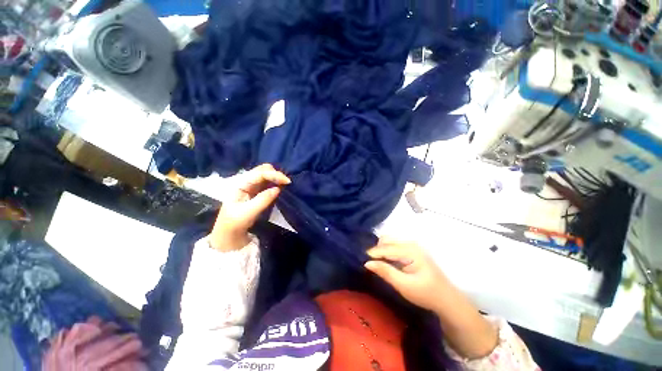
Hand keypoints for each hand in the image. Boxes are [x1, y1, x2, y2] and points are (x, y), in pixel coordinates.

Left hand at [209, 164, 290, 251]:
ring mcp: (252, 185)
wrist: (230, 232)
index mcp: (240, 184)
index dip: (274, 175)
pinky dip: (276, 182)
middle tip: (286, 183)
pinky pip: (268, 182)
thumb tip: (278, 189)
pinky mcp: (257, 191)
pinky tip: (281, 187)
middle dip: (276, 173)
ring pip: (267, 174)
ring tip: (285, 184)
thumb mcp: (248, 212)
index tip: (287, 181)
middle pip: (263, 170)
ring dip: (276, 177)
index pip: (259, 174)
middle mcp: (246, 181)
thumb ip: (263, 200)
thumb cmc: (235, 222)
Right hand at [365, 239, 449, 312]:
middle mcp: (410, 243)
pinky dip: (387, 250)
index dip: (372, 254)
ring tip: (376, 262)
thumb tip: (367, 263)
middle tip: (370, 263)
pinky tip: (385, 260)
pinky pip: (394, 244)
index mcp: (410, 250)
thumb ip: (385, 272)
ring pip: (389, 241)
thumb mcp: (404, 286)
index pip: (385, 248)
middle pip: (386, 240)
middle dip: (376, 250)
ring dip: (381, 249)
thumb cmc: (426, 293)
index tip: (362, 261)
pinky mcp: (412, 249)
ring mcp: (412, 245)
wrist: (446, 298)